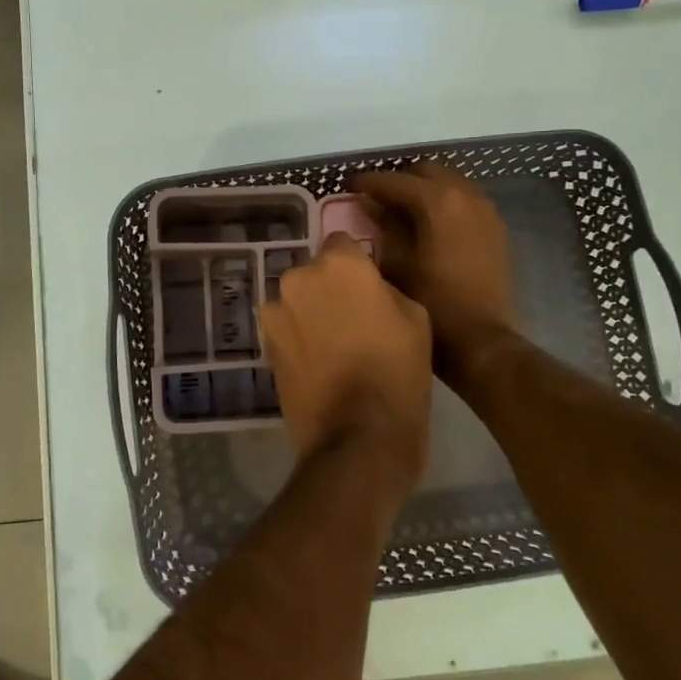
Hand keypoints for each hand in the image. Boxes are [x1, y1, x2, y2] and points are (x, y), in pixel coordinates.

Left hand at [259, 234, 432, 483]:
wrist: (358, 437)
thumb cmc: (398, 372)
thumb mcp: (416, 318)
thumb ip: (385, 288)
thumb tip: (367, 287)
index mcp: (338, 264)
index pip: (343, 242)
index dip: (357, 265)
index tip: (369, 288)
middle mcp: (298, 278)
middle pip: (316, 273)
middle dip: (330, 288)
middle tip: (354, 320)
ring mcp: (275, 313)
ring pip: (297, 300)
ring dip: (311, 313)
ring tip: (334, 347)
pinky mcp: (265, 345)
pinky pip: (286, 328)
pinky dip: (298, 338)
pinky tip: (318, 364)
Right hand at [350, 164, 517, 383]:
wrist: (480, 339)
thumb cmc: (431, 302)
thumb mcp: (396, 263)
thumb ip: (383, 227)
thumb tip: (371, 205)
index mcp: (439, 202)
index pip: (396, 181)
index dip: (369, 182)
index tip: (349, 186)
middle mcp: (466, 196)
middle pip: (428, 172)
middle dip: (400, 180)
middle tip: (376, 197)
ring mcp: (486, 211)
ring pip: (450, 183)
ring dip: (425, 189)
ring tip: (400, 209)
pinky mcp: (495, 228)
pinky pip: (465, 201)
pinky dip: (445, 203)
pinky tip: (428, 224)